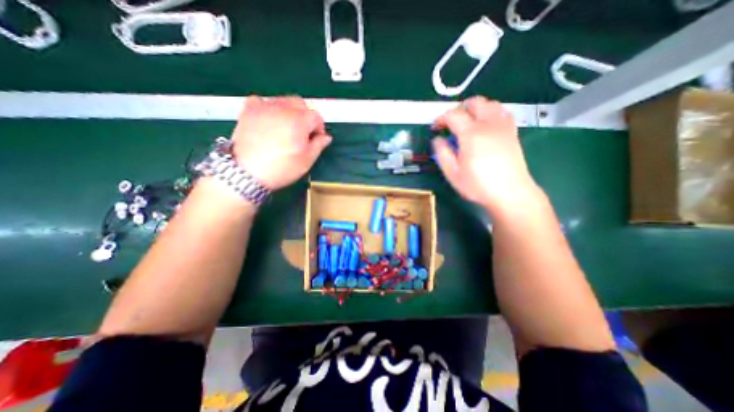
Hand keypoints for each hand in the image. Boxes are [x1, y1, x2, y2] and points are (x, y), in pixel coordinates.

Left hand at [230, 96, 331, 189]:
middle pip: (301, 104)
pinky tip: (270, 121)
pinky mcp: (249, 110)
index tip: (316, 139)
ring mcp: (264, 106)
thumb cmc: (281, 168)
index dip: (319, 128)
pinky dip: (270, 108)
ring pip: (283, 101)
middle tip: (303, 133)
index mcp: (299, 121)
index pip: (316, 116)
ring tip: (286, 129)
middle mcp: (283, 108)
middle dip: (306, 117)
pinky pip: (263, 101)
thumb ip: (319, 145)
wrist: (246, 173)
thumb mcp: (306, 161)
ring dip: (290, 112)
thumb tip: (326, 137)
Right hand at [432, 95, 543, 211]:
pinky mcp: (513, 132)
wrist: (510, 193)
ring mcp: (503, 126)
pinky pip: (502, 112)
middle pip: (474, 102)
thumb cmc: (478, 185)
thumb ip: (442, 153)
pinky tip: (485, 126)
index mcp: (471, 134)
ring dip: (475, 109)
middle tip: (450, 124)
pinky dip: (490, 113)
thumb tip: (437, 139)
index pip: (453, 115)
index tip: (435, 128)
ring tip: (467, 123)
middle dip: (459, 109)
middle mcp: (489, 124)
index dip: (441, 119)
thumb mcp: (452, 173)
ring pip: (490, 104)